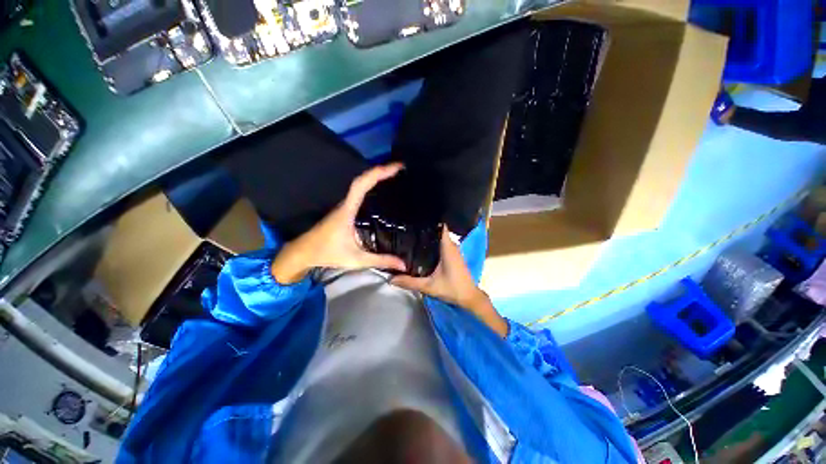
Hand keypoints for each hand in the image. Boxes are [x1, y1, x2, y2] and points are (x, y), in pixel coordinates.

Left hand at [271, 163, 406, 283]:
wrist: (303, 252)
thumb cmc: (327, 253)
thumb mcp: (357, 259)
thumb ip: (381, 261)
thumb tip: (403, 264)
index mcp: (347, 211)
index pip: (361, 186)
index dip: (378, 173)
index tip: (396, 167)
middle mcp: (346, 204)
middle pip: (362, 181)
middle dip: (381, 171)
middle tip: (400, 169)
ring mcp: (344, 206)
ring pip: (359, 185)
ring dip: (375, 177)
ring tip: (394, 175)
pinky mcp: (345, 210)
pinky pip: (359, 193)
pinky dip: (370, 186)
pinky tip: (381, 190)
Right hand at [391, 228, 507, 336]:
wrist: (469, 298)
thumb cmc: (452, 289)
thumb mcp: (429, 287)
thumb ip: (410, 282)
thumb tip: (390, 279)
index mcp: (448, 248)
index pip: (441, 227)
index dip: (430, 220)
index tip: (416, 218)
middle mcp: (452, 246)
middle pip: (438, 231)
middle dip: (425, 229)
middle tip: (409, 227)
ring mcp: (454, 250)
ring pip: (440, 238)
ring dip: (429, 237)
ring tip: (413, 234)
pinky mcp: (454, 256)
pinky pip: (442, 244)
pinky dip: (433, 244)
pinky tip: (422, 247)